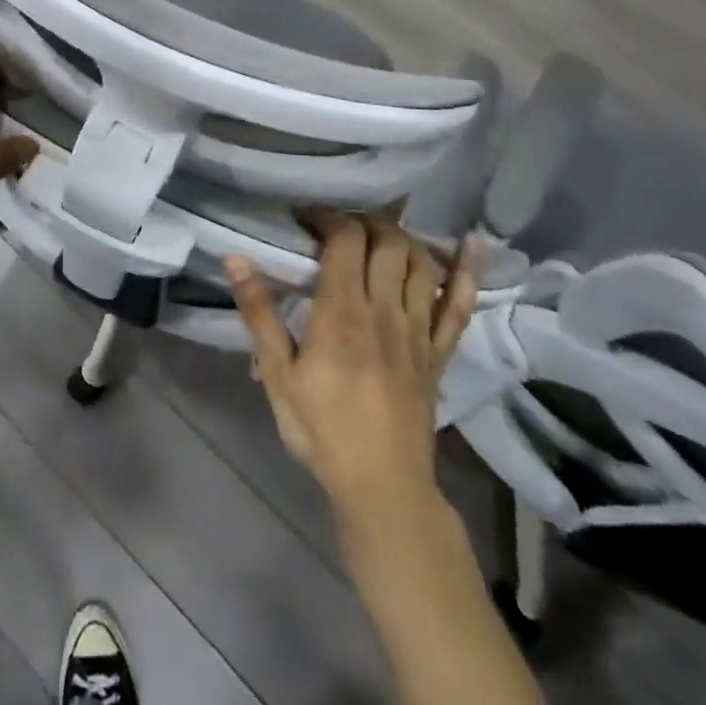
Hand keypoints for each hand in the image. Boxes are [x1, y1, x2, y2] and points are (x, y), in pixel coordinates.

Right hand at [225, 213, 476, 523]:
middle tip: (339, 226)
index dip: (328, 216)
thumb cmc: (321, 430)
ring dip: (403, 237)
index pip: (346, 239)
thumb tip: (235, 260)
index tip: (306, 218)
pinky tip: (470, 244)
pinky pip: (459, 306)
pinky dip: (466, 272)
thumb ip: (260, 314)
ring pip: (421, 263)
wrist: (383, 487)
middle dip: (364, 220)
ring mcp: (419, 330)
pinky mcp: (438, 352)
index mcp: (343, 312)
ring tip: (379, 234)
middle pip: (388, 241)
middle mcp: (385, 310)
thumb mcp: (278, 375)